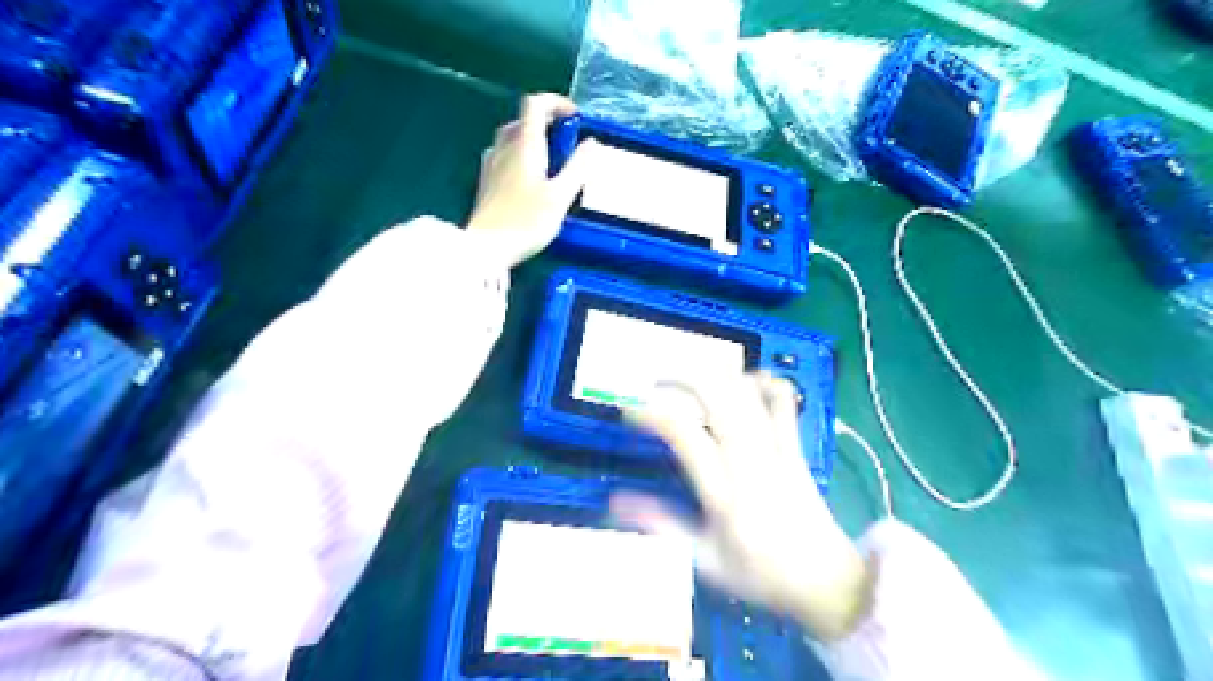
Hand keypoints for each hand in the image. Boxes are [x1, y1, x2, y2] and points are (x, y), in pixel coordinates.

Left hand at [467, 92, 597, 268]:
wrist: (487, 248)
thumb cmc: (527, 222)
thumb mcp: (560, 196)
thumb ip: (577, 168)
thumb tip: (591, 143)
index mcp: (525, 145)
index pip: (535, 104)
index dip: (556, 103)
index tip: (575, 118)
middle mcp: (505, 148)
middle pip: (523, 120)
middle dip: (547, 123)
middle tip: (567, 144)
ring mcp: (492, 164)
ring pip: (512, 138)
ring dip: (533, 141)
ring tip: (552, 163)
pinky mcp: (486, 182)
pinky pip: (505, 156)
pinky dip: (521, 156)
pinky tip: (530, 179)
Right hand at [613, 376, 877, 640]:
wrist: (828, 581)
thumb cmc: (761, 574)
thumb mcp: (704, 560)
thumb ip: (663, 525)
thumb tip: (618, 500)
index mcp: (723, 491)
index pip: (683, 433)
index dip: (652, 413)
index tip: (630, 412)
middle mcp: (750, 460)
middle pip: (719, 396)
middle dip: (683, 376)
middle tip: (657, 380)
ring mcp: (777, 449)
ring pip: (748, 393)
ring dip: (717, 375)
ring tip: (692, 380)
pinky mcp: (795, 447)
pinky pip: (784, 403)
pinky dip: (765, 383)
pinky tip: (747, 381)